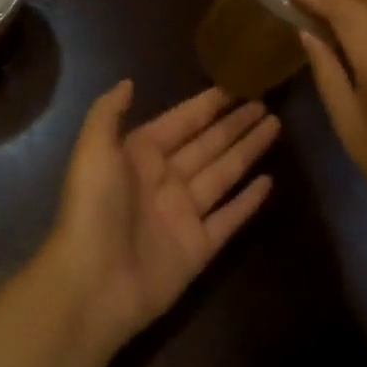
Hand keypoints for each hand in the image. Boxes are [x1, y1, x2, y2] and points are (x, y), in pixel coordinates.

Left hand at [43, 83, 277, 352]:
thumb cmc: (93, 207)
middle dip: (235, 123)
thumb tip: (129, 82)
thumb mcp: (93, 149)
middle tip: (265, 103)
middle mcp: (166, 178)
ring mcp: (184, 214)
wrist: (92, 284)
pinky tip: (269, 181)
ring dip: (248, 150)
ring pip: (224, 173)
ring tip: (275, 126)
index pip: (182, 121)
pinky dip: (249, 201)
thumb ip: (108, 112)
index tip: (235, 86)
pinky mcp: (199, 248)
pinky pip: (229, 218)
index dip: (208, 105)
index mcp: (141, 153)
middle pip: (209, 143)